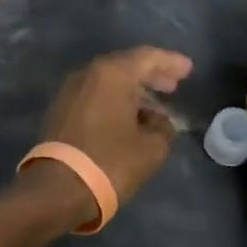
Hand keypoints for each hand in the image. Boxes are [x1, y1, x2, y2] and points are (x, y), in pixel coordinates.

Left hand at [28, 47, 192, 224]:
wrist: (58, 189)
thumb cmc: (110, 162)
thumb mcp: (151, 148)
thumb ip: (163, 127)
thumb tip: (160, 121)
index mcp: (112, 73)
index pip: (147, 57)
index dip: (171, 62)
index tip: (188, 70)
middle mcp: (88, 74)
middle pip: (126, 66)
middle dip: (151, 75)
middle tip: (173, 86)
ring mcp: (70, 91)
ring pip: (109, 82)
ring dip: (133, 90)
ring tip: (155, 107)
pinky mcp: (61, 110)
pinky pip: (95, 95)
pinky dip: (115, 100)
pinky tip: (129, 117)